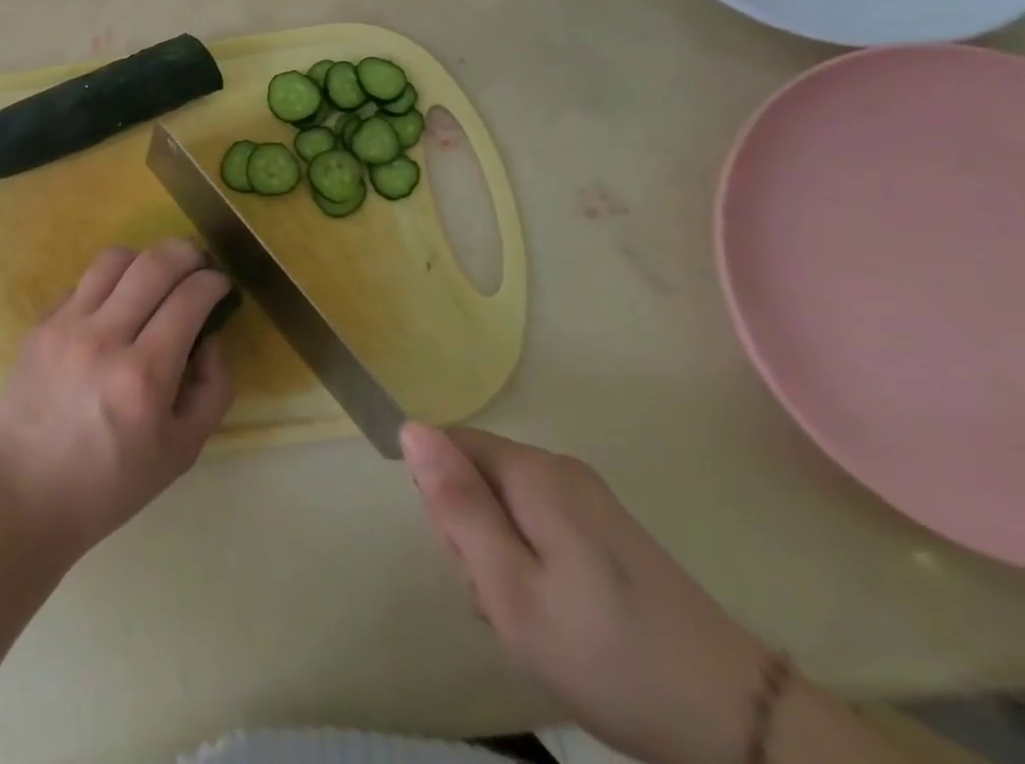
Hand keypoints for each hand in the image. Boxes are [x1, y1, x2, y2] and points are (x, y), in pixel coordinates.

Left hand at [0, 240, 234, 562]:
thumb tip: (209, 336)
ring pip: (113, 258)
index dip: (212, 282)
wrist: (27, 493)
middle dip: (186, 253)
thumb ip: (212, 389)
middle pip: (154, 263)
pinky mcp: (39, 324)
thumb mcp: (182, 451)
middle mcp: (104, 339)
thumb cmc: (112, 483)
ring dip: (144, 258)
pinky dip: (107, 284)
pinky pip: (81, 282)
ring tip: (155, 276)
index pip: (189, 299)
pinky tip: (113, 306)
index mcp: (144, 376)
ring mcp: (66, 325)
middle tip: (197, 263)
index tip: (220, 283)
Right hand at [403, 424, 772, 763]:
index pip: (446, 447)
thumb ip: (456, 504)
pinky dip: (532, 563)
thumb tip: (410, 427)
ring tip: (532, 616)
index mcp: (532, 471)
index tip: (469, 559)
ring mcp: (590, 498)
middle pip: (476, 475)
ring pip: (504, 504)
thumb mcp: (510, 587)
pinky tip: (557, 615)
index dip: (442, 500)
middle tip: (503, 598)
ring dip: (500, 554)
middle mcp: (559, 468)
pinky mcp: (610, 530)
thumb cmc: (606, 654)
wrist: (742, 726)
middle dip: (472, 532)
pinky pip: (539, 523)